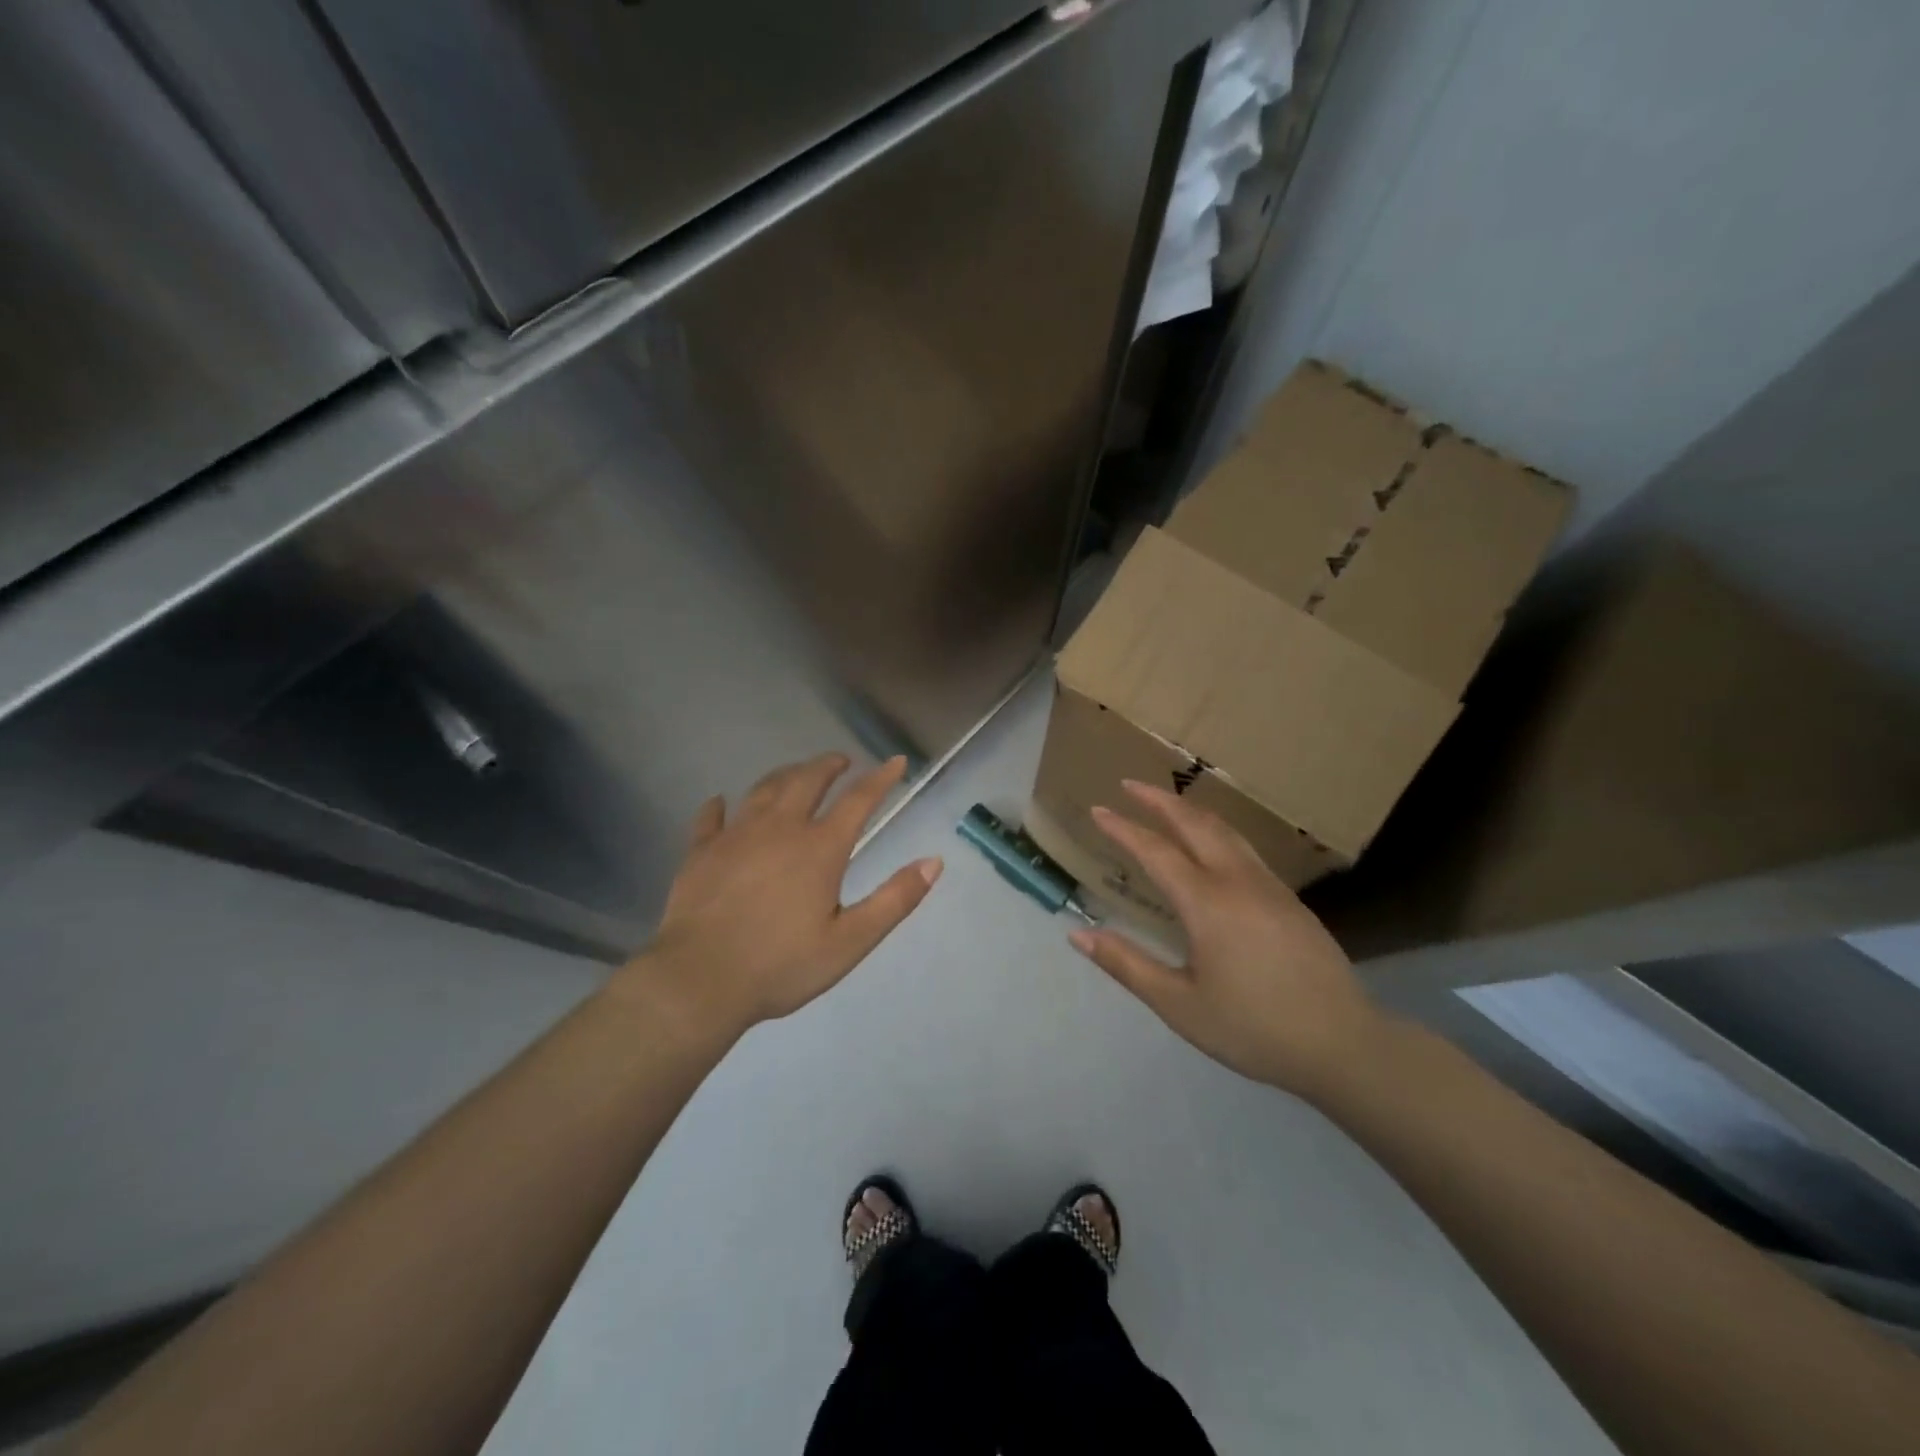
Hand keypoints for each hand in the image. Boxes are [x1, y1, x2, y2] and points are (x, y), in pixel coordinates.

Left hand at [611, 753, 941, 1041]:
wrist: (699, 981)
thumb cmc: (781, 965)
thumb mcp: (851, 941)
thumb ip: (895, 899)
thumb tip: (934, 861)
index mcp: (820, 848)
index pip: (858, 800)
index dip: (880, 778)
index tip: (895, 761)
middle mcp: (780, 828)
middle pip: (807, 780)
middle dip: (828, 765)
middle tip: (841, 761)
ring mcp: (736, 835)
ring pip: (764, 789)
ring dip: (785, 775)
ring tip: (796, 773)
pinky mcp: (701, 851)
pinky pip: (711, 817)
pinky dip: (720, 806)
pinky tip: (720, 802)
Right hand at [1067, 780, 1384, 1097]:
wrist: (1342, 1044)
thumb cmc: (1252, 1028)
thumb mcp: (1179, 1005)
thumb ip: (1127, 965)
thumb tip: (1078, 936)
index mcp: (1207, 903)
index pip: (1155, 851)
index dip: (1123, 829)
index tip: (1098, 810)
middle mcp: (1238, 881)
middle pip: (1194, 824)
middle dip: (1159, 800)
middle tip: (1130, 784)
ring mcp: (1269, 886)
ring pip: (1225, 831)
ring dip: (1190, 811)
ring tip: (1167, 803)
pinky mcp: (1290, 899)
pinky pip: (1244, 848)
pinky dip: (1216, 830)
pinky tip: (1212, 844)